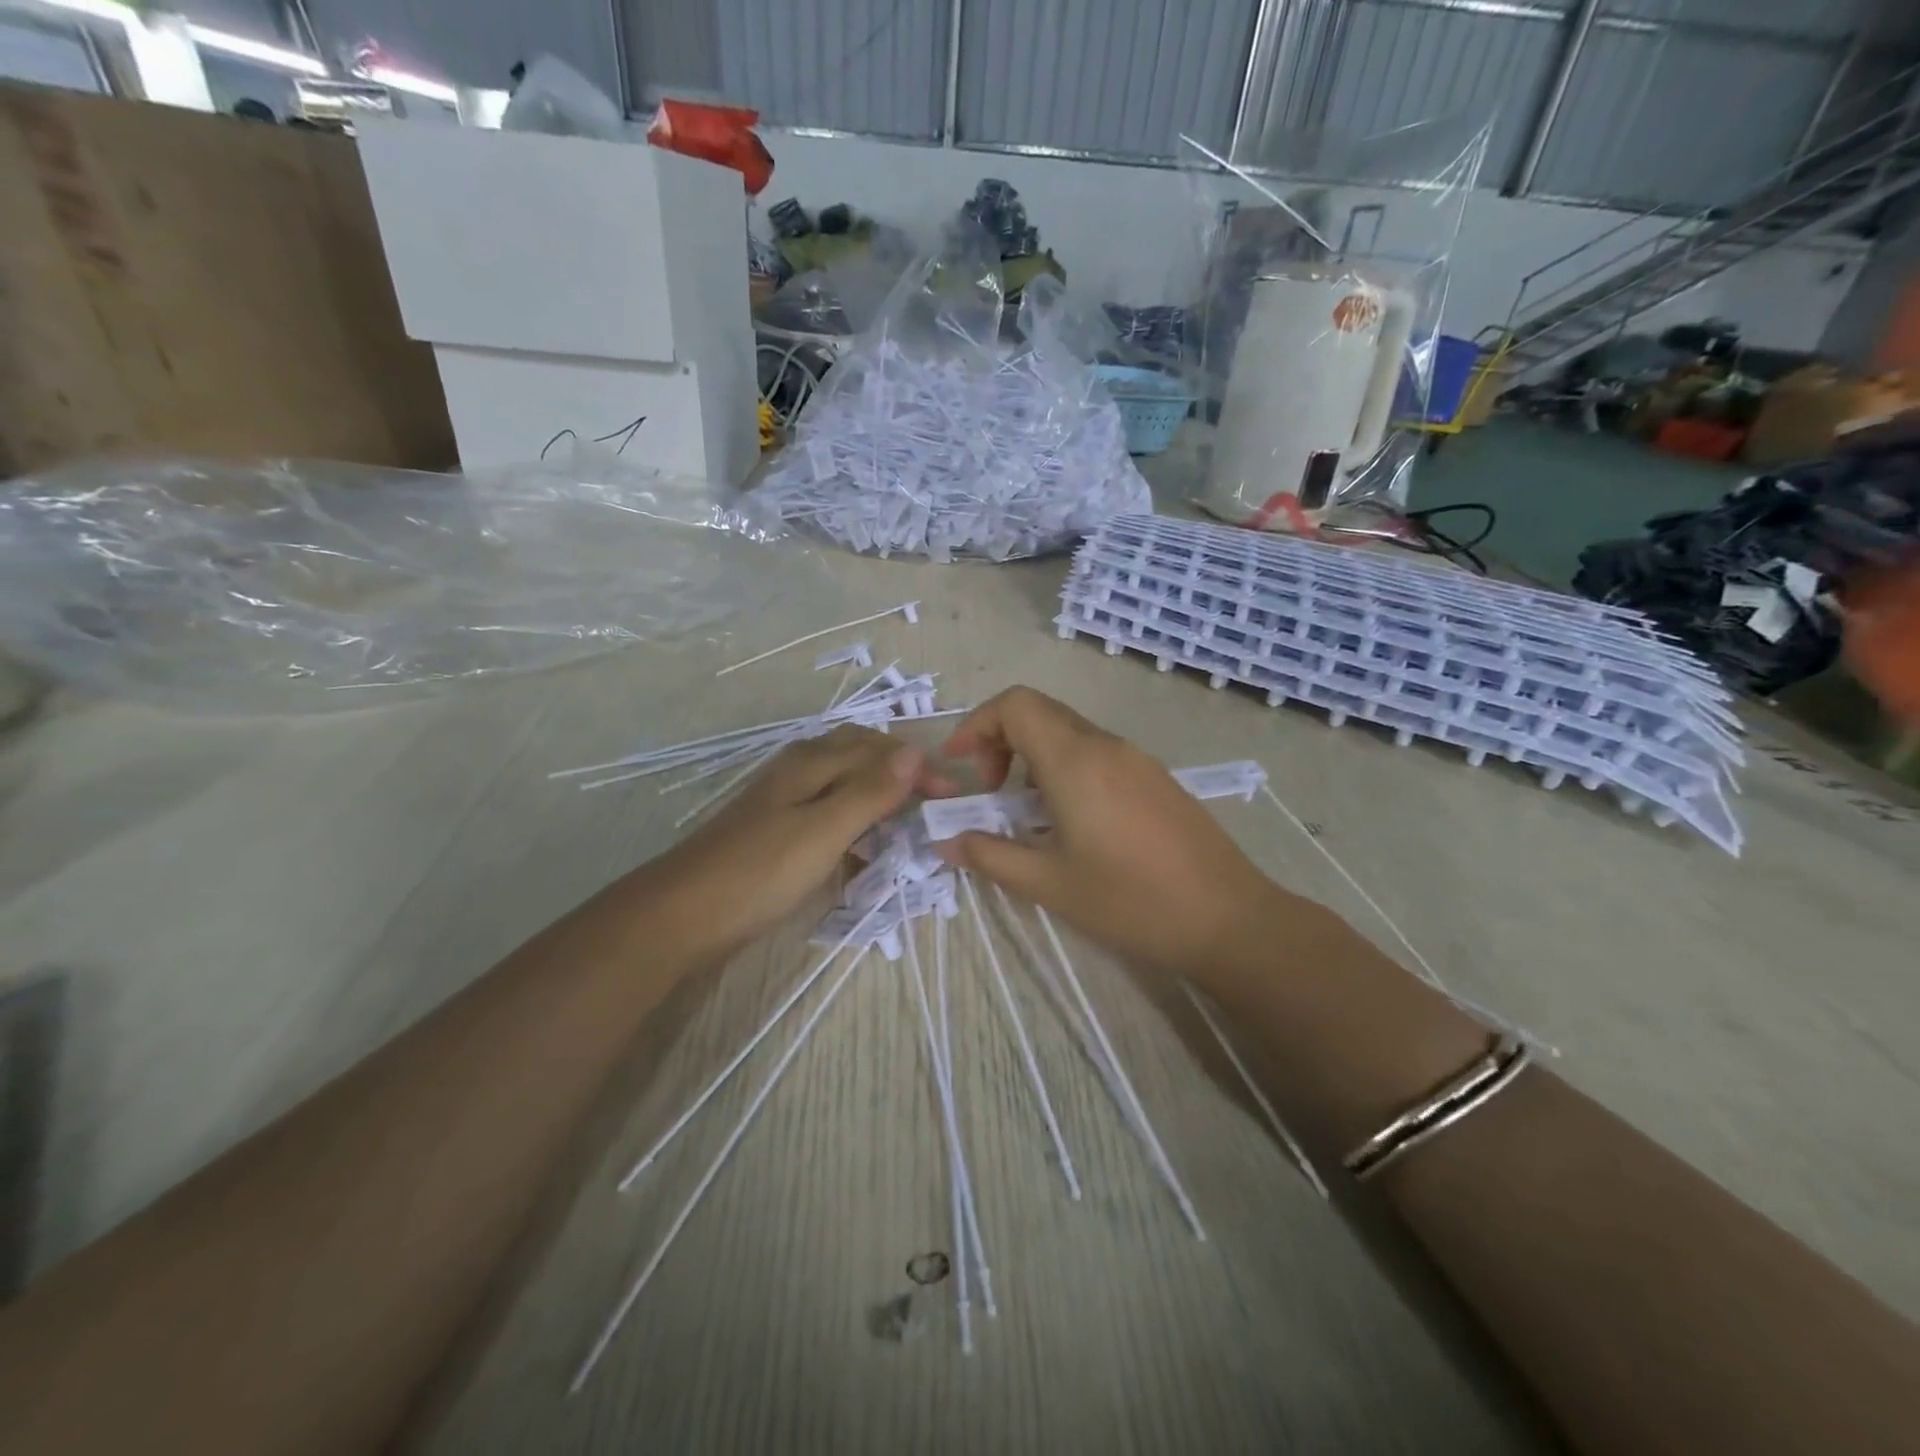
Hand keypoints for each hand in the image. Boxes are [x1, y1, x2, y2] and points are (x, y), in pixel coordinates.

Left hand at [654, 725, 947, 958]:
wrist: (683, 914)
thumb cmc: (759, 870)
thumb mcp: (824, 830)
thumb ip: (869, 791)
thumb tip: (914, 752)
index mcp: (811, 762)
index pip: (878, 748)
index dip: (916, 767)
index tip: (949, 796)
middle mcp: (797, 769)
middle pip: (858, 754)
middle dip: (897, 770)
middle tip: (928, 800)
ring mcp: (782, 799)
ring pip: (841, 782)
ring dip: (875, 793)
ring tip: (902, 820)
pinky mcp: (774, 829)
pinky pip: (825, 810)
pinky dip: (852, 820)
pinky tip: (859, 846)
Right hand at [934, 686, 1293, 972]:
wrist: (1229, 920)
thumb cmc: (1131, 901)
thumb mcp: (1050, 883)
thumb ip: (991, 855)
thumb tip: (946, 841)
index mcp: (1076, 760)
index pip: (1016, 705)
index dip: (977, 725)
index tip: (959, 766)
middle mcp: (1106, 746)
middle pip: (1040, 714)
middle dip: (1000, 742)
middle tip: (989, 793)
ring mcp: (1137, 760)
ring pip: (1069, 734)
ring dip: (1034, 759)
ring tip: (1027, 813)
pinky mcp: (1156, 779)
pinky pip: (1098, 755)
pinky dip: (1066, 770)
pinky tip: (1071, 822)